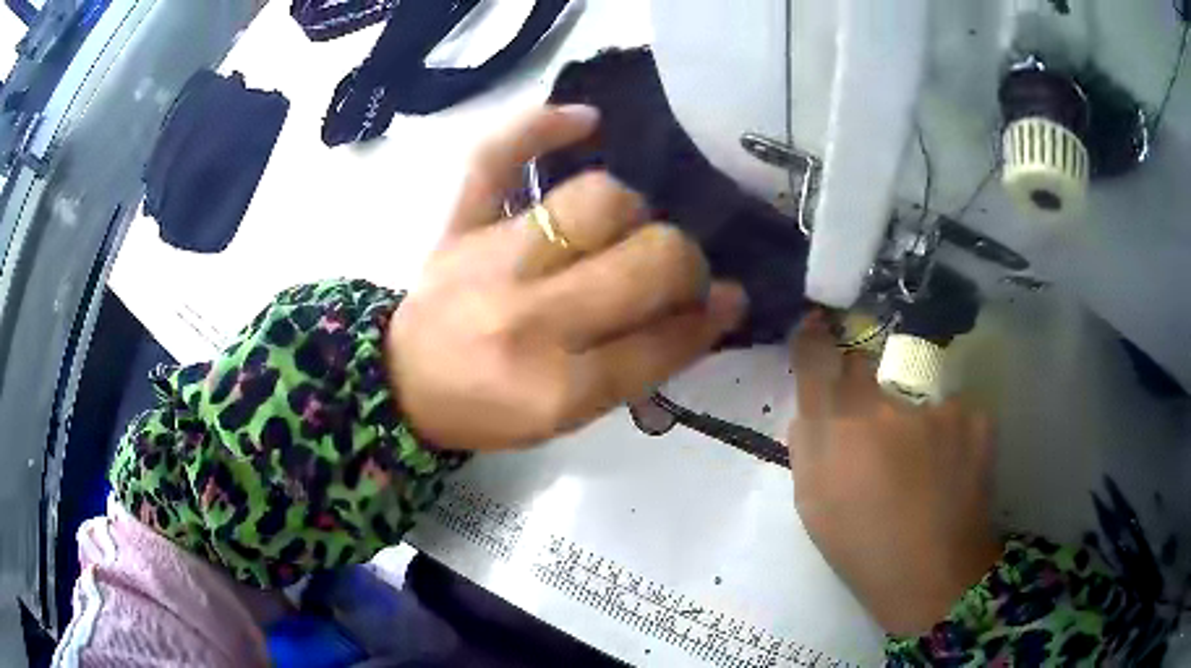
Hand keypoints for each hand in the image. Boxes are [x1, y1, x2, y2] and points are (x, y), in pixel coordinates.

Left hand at [386, 106, 747, 451]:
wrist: (404, 382)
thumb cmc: (491, 408)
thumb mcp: (569, 416)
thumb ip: (640, 366)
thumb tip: (711, 308)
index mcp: (556, 387)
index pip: (662, 342)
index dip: (708, 319)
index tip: (729, 299)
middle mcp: (529, 318)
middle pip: (647, 262)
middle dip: (684, 263)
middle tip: (675, 271)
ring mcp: (490, 259)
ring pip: (596, 202)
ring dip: (632, 212)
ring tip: (625, 228)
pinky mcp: (458, 224)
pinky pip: (497, 158)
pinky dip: (540, 126)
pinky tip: (586, 120)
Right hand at [787, 314, 1001, 635]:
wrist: (934, 576)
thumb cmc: (862, 547)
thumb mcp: (813, 504)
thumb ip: (806, 444)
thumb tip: (811, 403)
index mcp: (841, 429)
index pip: (820, 356)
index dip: (815, 339)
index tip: (817, 329)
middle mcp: (889, 404)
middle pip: (869, 363)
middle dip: (864, 380)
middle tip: (875, 423)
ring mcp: (938, 406)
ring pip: (915, 388)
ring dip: (911, 413)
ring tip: (921, 461)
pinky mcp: (976, 415)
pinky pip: (950, 408)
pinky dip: (947, 429)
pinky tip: (949, 465)